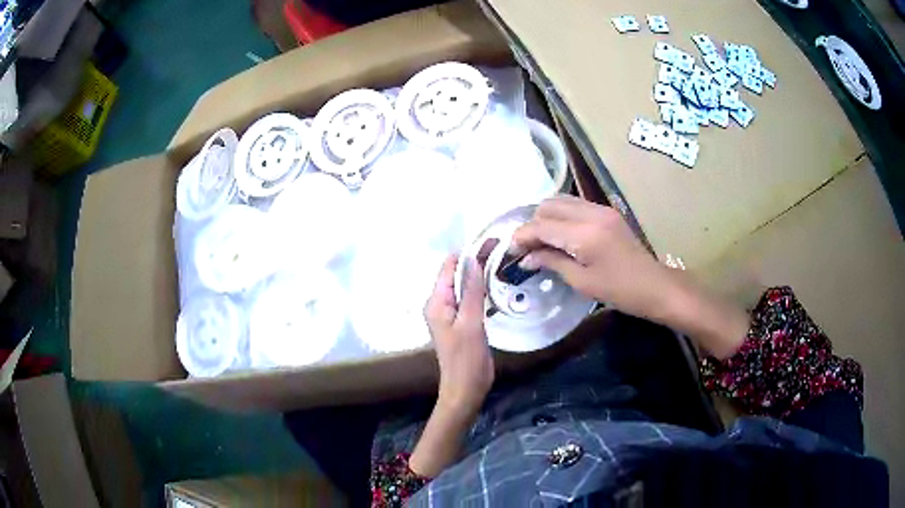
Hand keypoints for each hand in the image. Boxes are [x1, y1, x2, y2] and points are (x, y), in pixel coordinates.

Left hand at [424, 255, 493, 414]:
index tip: (491, 242)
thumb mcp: (471, 323)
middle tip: (502, 249)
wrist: (466, 388)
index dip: (467, 253)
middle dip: (475, 261)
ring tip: (502, 261)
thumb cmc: (466, 358)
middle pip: (456, 275)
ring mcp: (451, 314)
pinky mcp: (462, 322)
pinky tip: (496, 284)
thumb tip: (472, 259)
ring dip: (479, 274)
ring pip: (464, 286)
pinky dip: (480, 289)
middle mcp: (439, 304)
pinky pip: (469, 298)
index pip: (448, 267)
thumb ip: (471, 291)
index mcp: (436, 302)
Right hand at [511, 195, 674, 319]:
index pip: (542, 225)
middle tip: (525, 248)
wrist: (655, 286)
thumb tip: (526, 258)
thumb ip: (552, 262)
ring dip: (546, 217)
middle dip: (532, 224)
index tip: (511, 251)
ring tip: (540, 240)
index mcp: (585, 234)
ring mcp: (601, 209)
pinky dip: (561, 216)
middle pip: (549, 206)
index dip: (522, 236)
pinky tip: (559, 235)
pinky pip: (576, 205)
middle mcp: (592, 213)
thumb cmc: (620, 291)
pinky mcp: (607, 212)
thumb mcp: (582, 282)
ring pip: (561, 201)